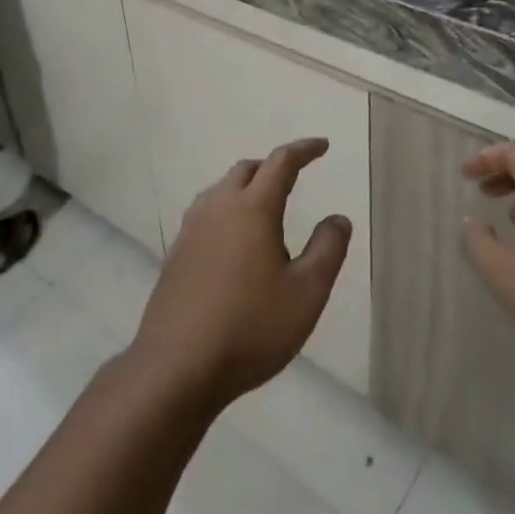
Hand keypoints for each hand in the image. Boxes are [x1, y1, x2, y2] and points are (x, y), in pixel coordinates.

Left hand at [131, 138, 351, 411]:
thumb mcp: (306, 295)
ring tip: (265, 207)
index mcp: (253, 208)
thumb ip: (328, 250)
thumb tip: (338, 219)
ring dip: (246, 186)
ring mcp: (192, 229)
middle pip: (247, 169)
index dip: (304, 150)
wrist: (176, 367)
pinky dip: (227, 210)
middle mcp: (219, 207)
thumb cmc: (250, 328)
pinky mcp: (176, 252)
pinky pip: (206, 213)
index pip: (281, 162)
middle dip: (273, 167)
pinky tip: (234, 241)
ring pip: (222, 189)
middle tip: (294, 178)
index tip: (322, 146)